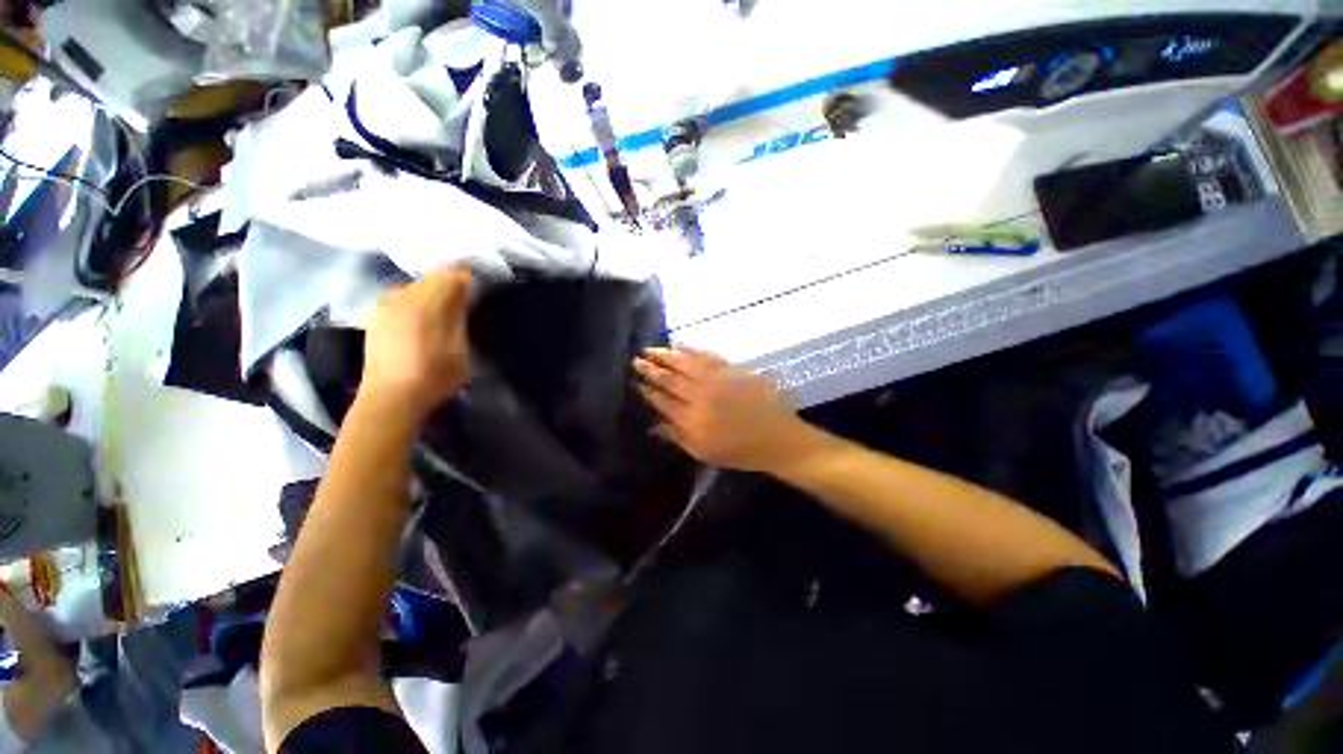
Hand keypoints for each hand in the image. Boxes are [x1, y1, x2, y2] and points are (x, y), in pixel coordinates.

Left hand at [360, 267, 472, 419]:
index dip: (466, 278)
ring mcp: (385, 306)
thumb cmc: (434, 377)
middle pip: (431, 277)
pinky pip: (400, 296)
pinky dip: (415, 299)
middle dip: (449, 283)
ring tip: (444, 309)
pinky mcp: (376, 317)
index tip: (478, 289)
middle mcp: (402, 298)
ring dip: (432, 291)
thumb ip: (459, 315)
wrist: (390, 399)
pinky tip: (421, 316)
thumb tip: (463, 290)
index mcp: (425, 305)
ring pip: (414, 285)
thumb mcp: (459, 349)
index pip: (450, 276)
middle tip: (465, 300)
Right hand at [634, 348, 809, 471]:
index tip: (636, 382)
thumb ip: (677, 437)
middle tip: (636, 359)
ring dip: (665, 354)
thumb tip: (654, 424)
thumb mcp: (704, 453)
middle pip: (670, 378)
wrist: (776, 438)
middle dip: (651, 368)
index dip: (648, 390)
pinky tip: (680, 345)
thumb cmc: (739, 451)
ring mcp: (717, 380)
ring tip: (650, 349)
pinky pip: (707, 355)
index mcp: (692, 420)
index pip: (662, 400)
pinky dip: (690, 349)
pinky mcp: (732, 369)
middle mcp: (701, 396)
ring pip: (685, 362)